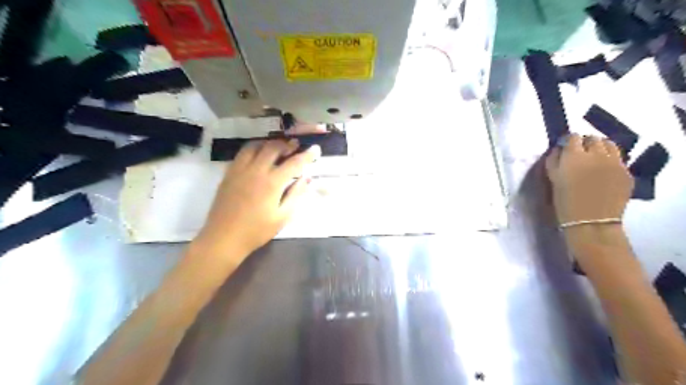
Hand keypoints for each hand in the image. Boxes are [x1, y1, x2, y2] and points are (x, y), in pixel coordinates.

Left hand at [193, 140, 321, 263]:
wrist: (224, 238)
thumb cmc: (256, 231)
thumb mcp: (282, 217)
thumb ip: (296, 195)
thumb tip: (307, 178)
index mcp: (272, 183)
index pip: (294, 163)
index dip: (307, 155)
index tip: (316, 149)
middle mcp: (256, 171)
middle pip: (273, 148)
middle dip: (287, 144)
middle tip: (296, 146)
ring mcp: (240, 170)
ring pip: (255, 146)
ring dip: (269, 143)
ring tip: (277, 147)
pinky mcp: (229, 173)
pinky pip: (242, 153)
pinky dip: (254, 149)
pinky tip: (258, 155)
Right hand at [544, 134, 634, 225]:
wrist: (591, 222)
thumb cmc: (565, 202)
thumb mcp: (553, 180)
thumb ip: (553, 161)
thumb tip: (558, 150)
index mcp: (574, 156)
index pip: (573, 137)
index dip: (569, 141)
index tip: (565, 148)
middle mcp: (596, 154)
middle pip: (593, 139)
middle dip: (585, 143)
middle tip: (579, 154)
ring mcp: (615, 162)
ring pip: (609, 145)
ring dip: (600, 148)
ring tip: (595, 158)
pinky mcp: (626, 172)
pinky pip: (618, 159)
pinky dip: (610, 160)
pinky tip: (604, 171)